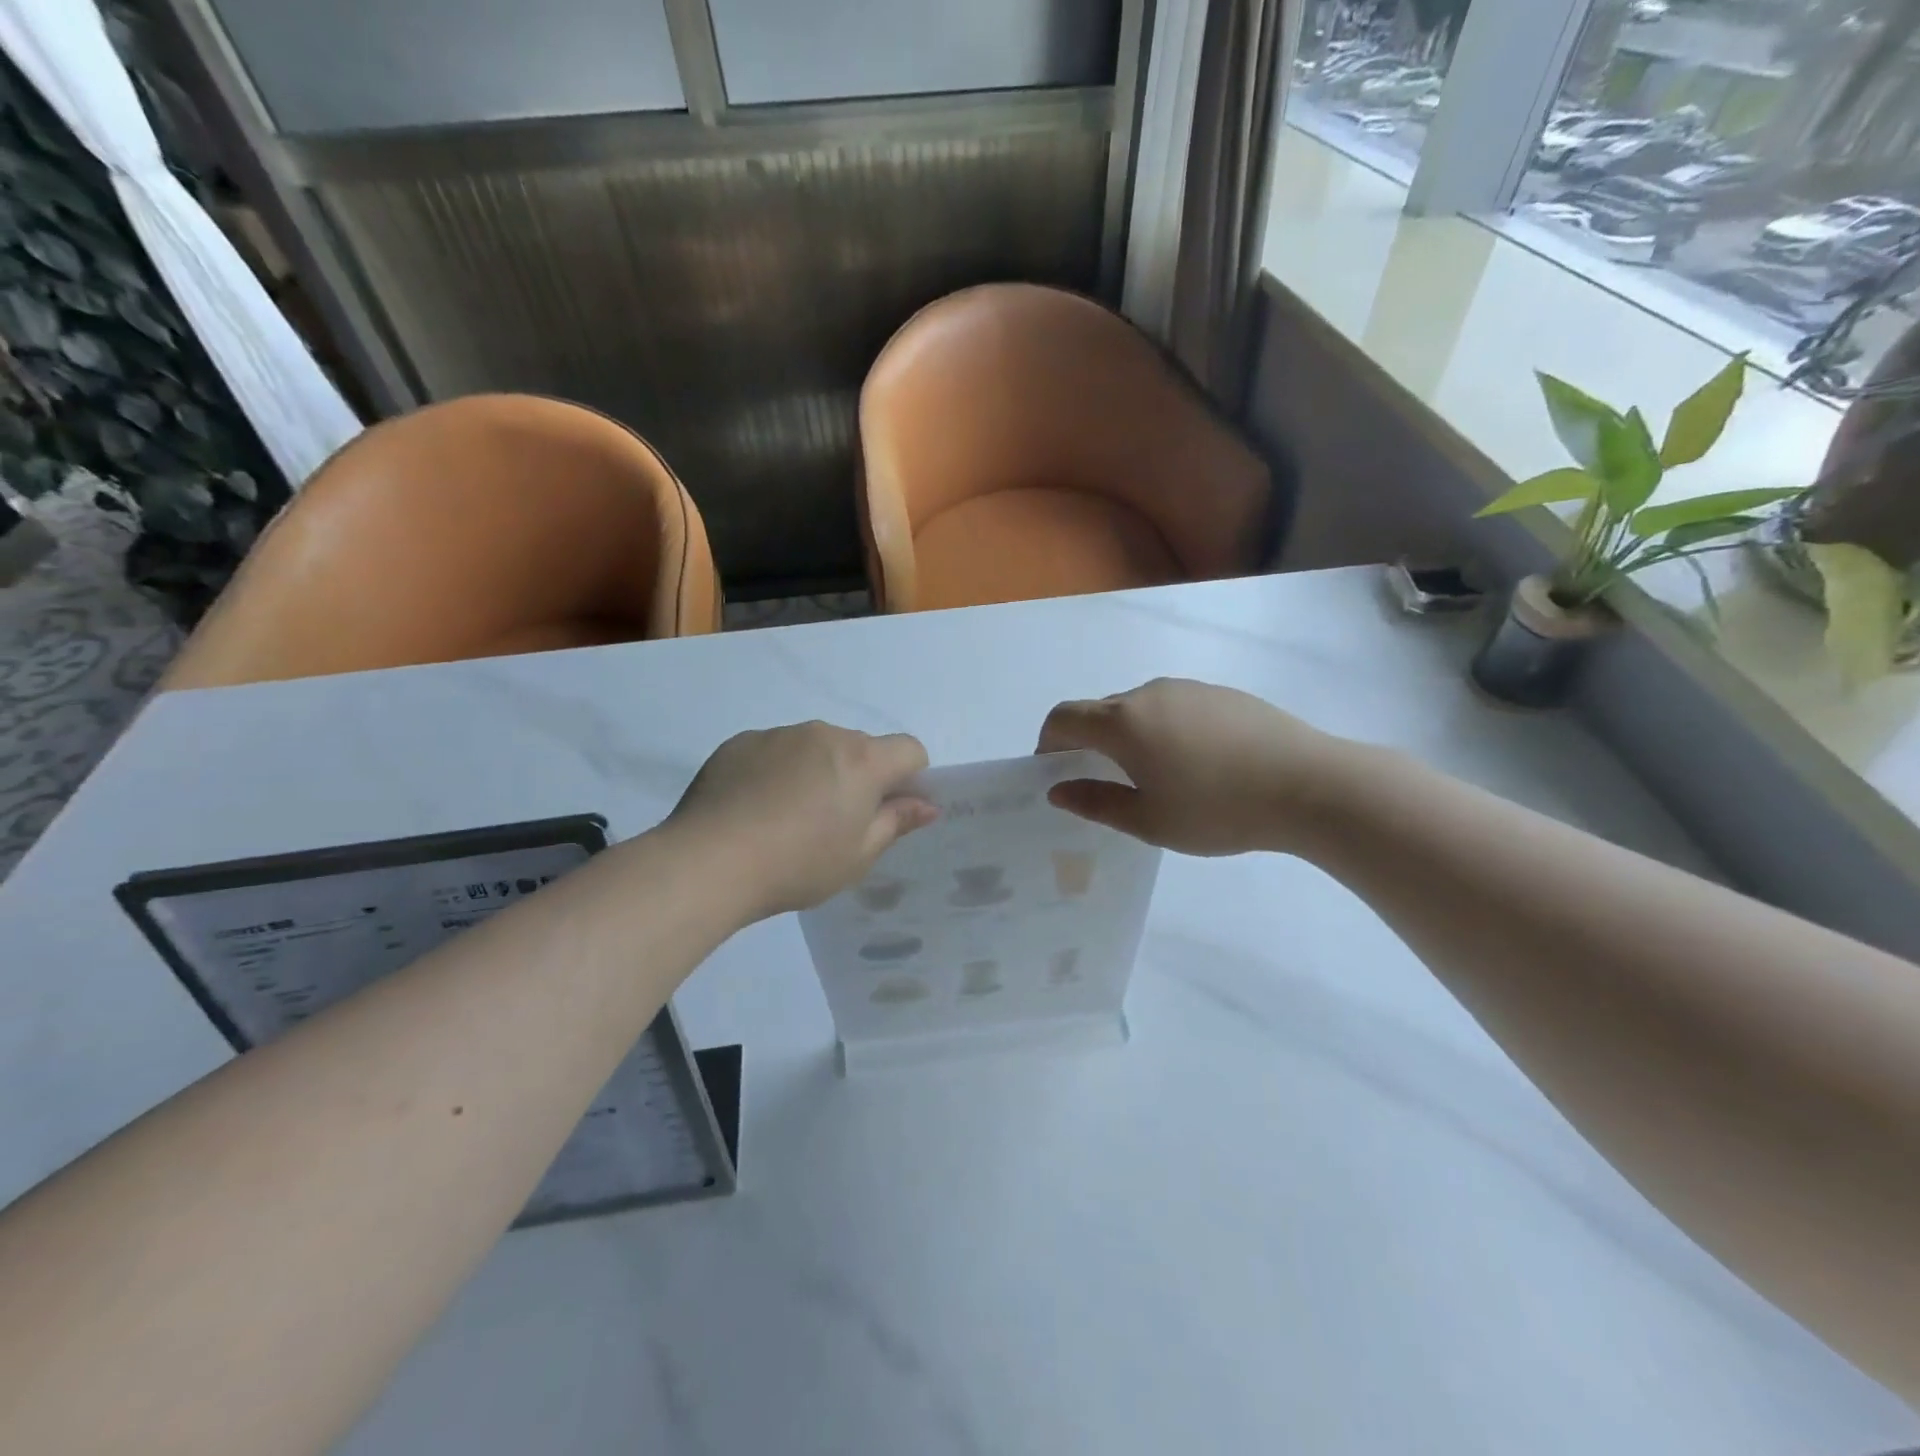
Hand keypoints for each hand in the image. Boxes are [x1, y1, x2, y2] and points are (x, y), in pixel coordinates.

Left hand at [669, 722, 937, 916]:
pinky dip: (777, 771)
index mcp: (862, 760)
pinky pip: (775, 751)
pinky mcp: (741, 742)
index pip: (909, 749)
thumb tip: (927, 804)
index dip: (910, 777)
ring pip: (815, 747)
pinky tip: (754, 809)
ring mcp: (779, 734)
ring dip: (816, 771)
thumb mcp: (858, 855)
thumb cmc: (798, 864)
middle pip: (860, 748)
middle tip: (834, 823)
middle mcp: (825, 734)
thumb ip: (896, 822)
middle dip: (859, 776)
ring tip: (786, 818)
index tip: (888, 810)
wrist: (709, 862)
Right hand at [1036, 678, 1353, 855]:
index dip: (1048, 742)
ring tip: (1157, 777)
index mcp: (1124, 722)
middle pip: (1100, 711)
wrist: (1310, 785)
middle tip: (1106, 784)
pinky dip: (1164, 730)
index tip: (1056, 772)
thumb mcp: (1149, 820)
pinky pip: (1174, 707)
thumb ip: (1096, 803)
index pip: (1064, 718)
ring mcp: (1188, 689)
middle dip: (1089, 742)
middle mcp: (1149, 693)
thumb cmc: (1219, 809)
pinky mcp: (1221, 693)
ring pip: (1139, 708)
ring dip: (1128, 736)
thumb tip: (1058, 789)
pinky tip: (1197, 764)